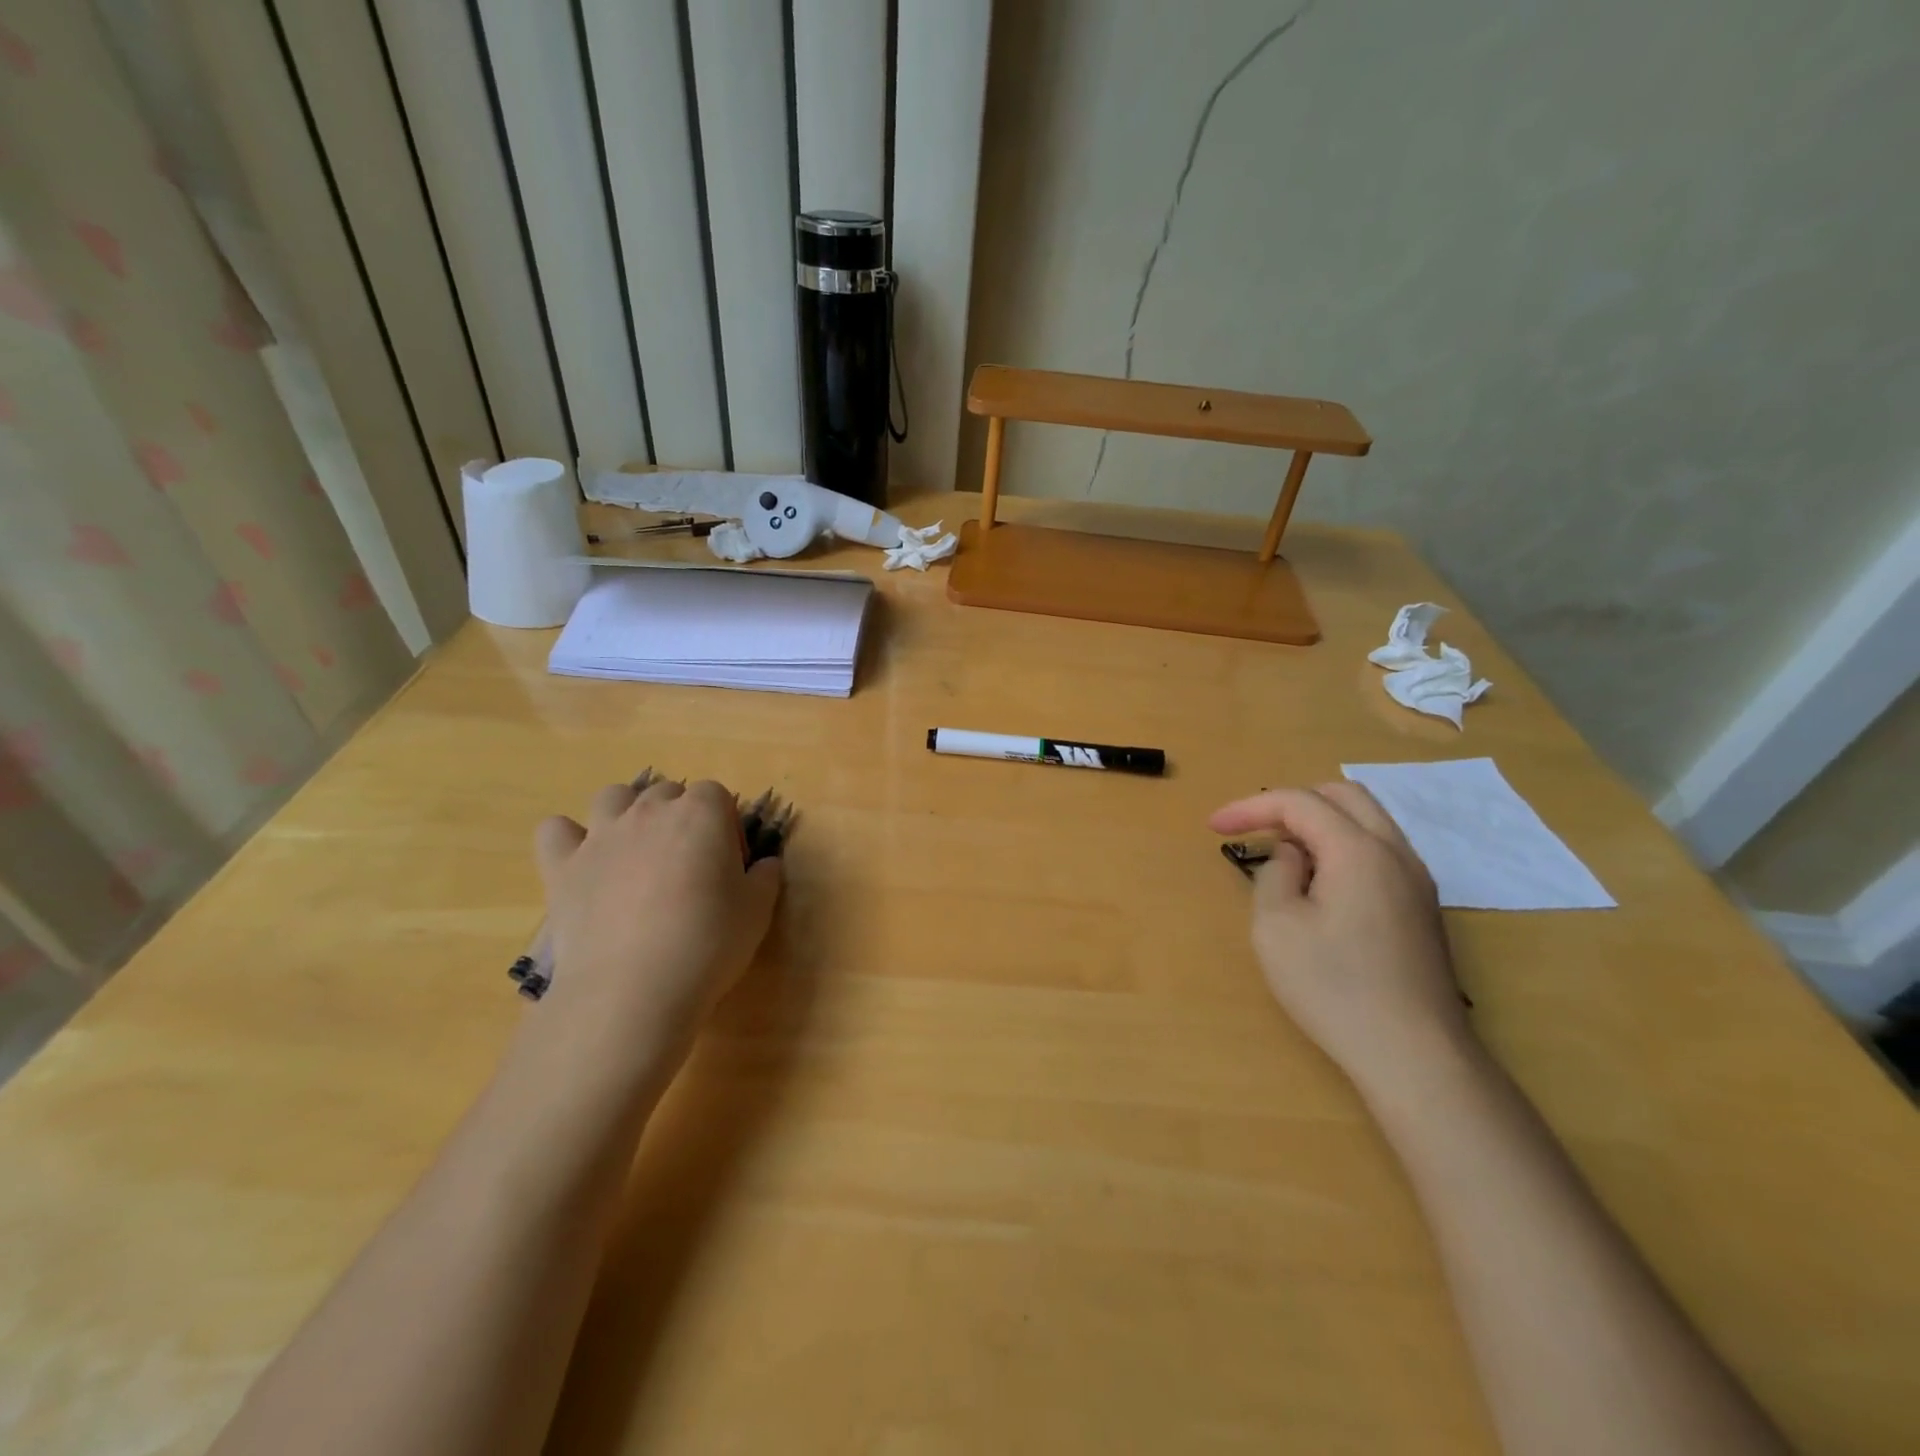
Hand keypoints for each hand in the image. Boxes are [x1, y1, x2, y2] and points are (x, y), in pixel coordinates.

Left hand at [533, 778, 782, 1056]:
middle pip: (667, 792)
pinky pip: (555, 830)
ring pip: (613, 796)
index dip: (726, 826)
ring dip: (627, 813)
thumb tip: (764, 864)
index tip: (730, 865)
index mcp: (702, 813)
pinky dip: (568, 839)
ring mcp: (601, 835)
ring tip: (637, 852)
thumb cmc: (708, 942)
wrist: (634, 987)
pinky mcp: (562, 866)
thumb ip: (765, 877)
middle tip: (689, 864)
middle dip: (680, 816)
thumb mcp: (758, 911)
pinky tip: (583, 863)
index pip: (717, 795)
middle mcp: (650, 811)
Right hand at [1209, 783, 1472, 1094]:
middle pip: (1343, 795)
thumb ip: (1275, 874)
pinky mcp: (1422, 908)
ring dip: (1320, 822)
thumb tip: (1292, 855)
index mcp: (1358, 850)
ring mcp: (1417, 880)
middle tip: (1254, 828)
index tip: (1213, 826)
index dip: (1251, 806)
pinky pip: (1379, 850)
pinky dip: (1343, 845)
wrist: (1415, 1055)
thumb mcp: (1276, 927)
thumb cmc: (1334, 988)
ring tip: (1283, 852)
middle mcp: (1395, 853)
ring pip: (1367, 821)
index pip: (1299, 802)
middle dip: (1291, 802)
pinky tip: (1320, 882)